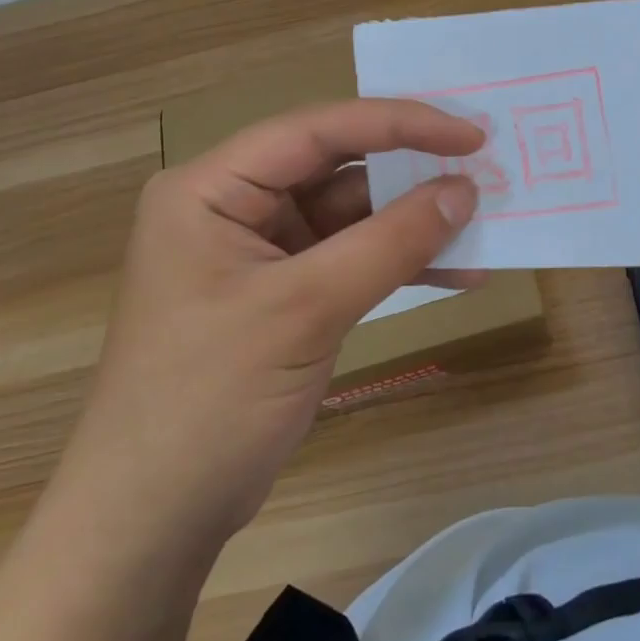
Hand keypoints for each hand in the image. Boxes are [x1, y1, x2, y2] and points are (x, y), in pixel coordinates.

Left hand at [64, 100, 483, 544]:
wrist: (155, 517)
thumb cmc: (210, 397)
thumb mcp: (304, 310)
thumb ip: (389, 244)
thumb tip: (465, 190)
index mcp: (213, 187)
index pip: (317, 131)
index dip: (398, 124)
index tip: (468, 134)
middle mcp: (235, 207)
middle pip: (336, 167)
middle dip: (410, 171)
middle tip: (483, 167)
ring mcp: (262, 252)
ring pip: (352, 216)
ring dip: (414, 222)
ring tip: (483, 222)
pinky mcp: (286, 294)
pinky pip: (352, 260)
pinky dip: (400, 264)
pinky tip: (458, 274)